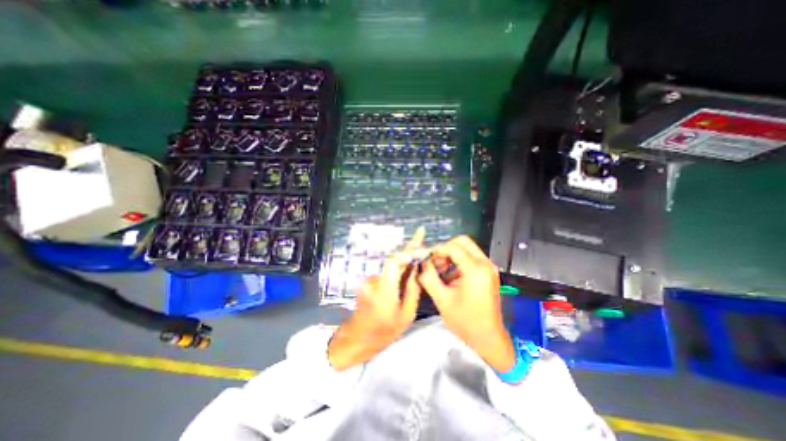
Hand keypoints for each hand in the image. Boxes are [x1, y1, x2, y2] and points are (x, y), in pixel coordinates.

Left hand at [328, 229, 427, 370]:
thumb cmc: (384, 332)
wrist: (357, 338)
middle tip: (421, 234)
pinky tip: (406, 274)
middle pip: (394, 259)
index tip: (420, 238)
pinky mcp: (370, 281)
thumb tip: (418, 269)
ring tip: (419, 261)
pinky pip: (388, 272)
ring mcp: (371, 280)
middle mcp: (375, 280)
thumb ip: (413, 290)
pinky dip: (398, 270)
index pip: (394, 262)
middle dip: (409, 247)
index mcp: (385, 291)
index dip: (408, 249)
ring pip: (392, 266)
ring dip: (405, 261)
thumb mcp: (406, 315)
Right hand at [417, 234, 516, 370]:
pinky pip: (471, 257)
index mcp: (475, 270)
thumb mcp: (442, 299)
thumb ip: (429, 278)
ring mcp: (489, 267)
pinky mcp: (488, 272)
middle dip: (446, 249)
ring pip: (467, 248)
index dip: (437, 250)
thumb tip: (421, 263)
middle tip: (435, 262)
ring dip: (452, 255)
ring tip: (441, 270)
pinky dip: (459, 261)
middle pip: (462, 242)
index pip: (453, 247)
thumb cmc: (466, 322)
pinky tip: (450, 276)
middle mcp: (485, 264)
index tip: (427, 258)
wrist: (488, 338)